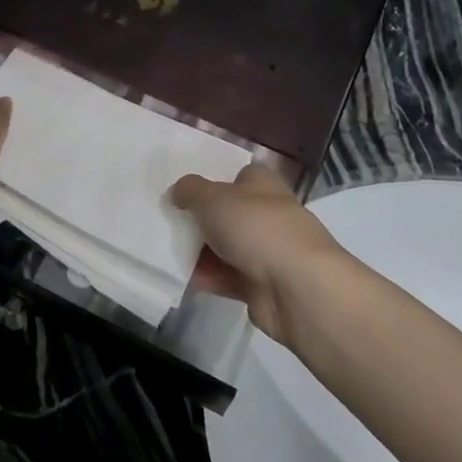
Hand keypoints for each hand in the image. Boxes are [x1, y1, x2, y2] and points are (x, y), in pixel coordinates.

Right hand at [172, 164, 342, 345]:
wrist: (296, 287)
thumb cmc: (256, 227)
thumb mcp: (213, 198)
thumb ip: (190, 190)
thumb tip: (178, 191)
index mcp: (262, 184)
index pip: (237, 174)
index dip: (212, 179)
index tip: (183, 188)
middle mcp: (267, 213)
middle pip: (228, 212)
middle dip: (200, 217)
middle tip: (166, 219)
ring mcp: (266, 251)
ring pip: (226, 246)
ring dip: (200, 250)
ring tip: (165, 248)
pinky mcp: (262, 285)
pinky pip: (227, 277)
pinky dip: (208, 277)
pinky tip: (181, 276)